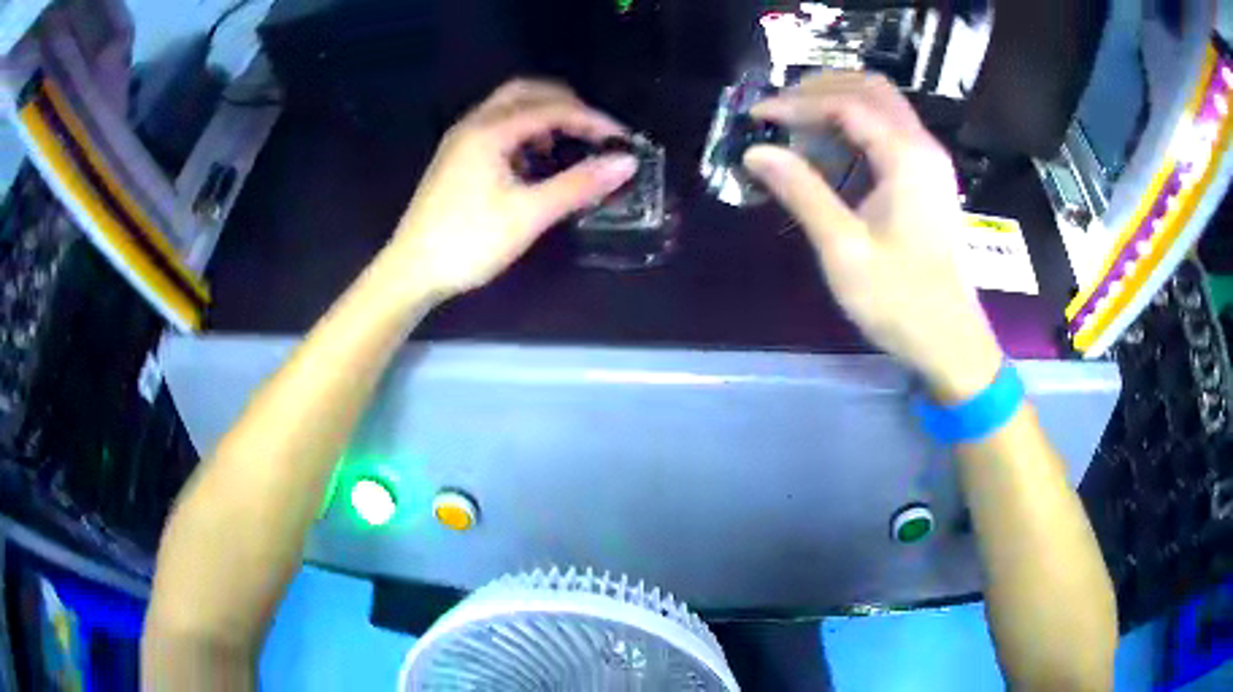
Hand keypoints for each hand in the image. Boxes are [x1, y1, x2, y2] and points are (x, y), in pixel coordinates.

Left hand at [388, 79, 637, 299]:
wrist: (412, 271)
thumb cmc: (468, 242)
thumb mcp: (528, 214)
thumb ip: (578, 184)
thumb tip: (626, 162)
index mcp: (490, 131)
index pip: (552, 108)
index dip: (592, 120)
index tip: (622, 140)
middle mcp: (473, 124)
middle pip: (526, 92)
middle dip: (566, 105)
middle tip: (594, 131)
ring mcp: (461, 140)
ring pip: (509, 108)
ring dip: (543, 116)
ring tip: (567, 146)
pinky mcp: (456, 158)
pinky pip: (496, 127)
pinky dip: (523, 132)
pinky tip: (533, 163)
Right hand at [744, 73, 1002, 401]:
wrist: (950, 341)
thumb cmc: (900, 300)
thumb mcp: (844, 249)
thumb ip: (802, 192)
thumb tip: (756, 152)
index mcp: (907, 157)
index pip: (846, 104)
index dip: (796, 104)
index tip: (756, 116)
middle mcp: (923, 147)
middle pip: (871, 89)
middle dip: (820, 89)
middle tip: (778, 109)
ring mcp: (930, 162)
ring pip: (884, 105)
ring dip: (839, 102)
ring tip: (796, 122)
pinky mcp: (929, 179)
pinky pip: (891, 131)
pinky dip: (857, 125)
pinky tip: (830, 148)